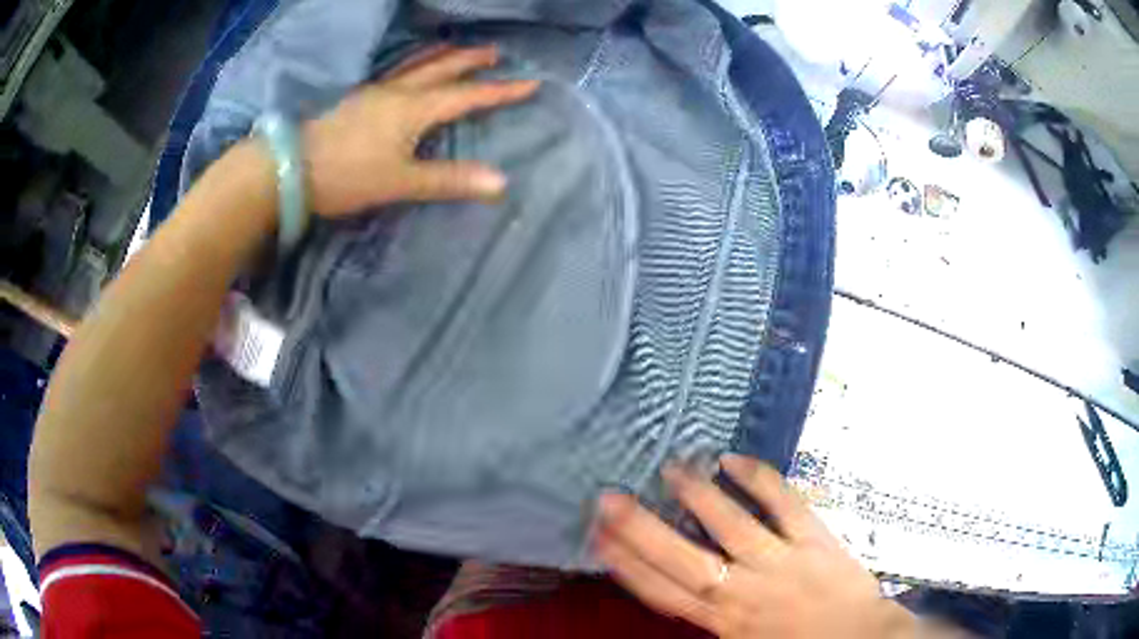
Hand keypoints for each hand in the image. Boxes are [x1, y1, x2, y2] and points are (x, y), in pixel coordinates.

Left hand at [303, 45, 538, 216]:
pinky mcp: (355, 100)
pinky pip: (394, 74)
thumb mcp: (400, 181)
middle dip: (469, 61)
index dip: (499, 91)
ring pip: (414, 66)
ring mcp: (372, 93)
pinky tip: (406, 71)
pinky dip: (411, 65)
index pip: (466, 96)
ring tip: (455, 49)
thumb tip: (502, 182)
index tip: (530, 83)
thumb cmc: (346, 175)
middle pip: (440, 69)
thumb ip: (449, 180)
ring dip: (439, 56)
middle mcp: (396, 93)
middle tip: (494, 52)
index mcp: (413, 109)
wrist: (289, 169)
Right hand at [595, 455, 916, 638]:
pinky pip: (783, 503)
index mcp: (723, 620)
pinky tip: (733, 459)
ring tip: (671, 469)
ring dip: (698, 495)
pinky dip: (758, 479)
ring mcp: (779, 560)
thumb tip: (677, 593)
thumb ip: (710, 619)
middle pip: (683, 558)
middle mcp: (743, 589)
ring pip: (731, 524)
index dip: (626, 565)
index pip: (662, 591)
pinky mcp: (813, 537)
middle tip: (609, 499)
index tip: (599, 539)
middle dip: (641, 530)